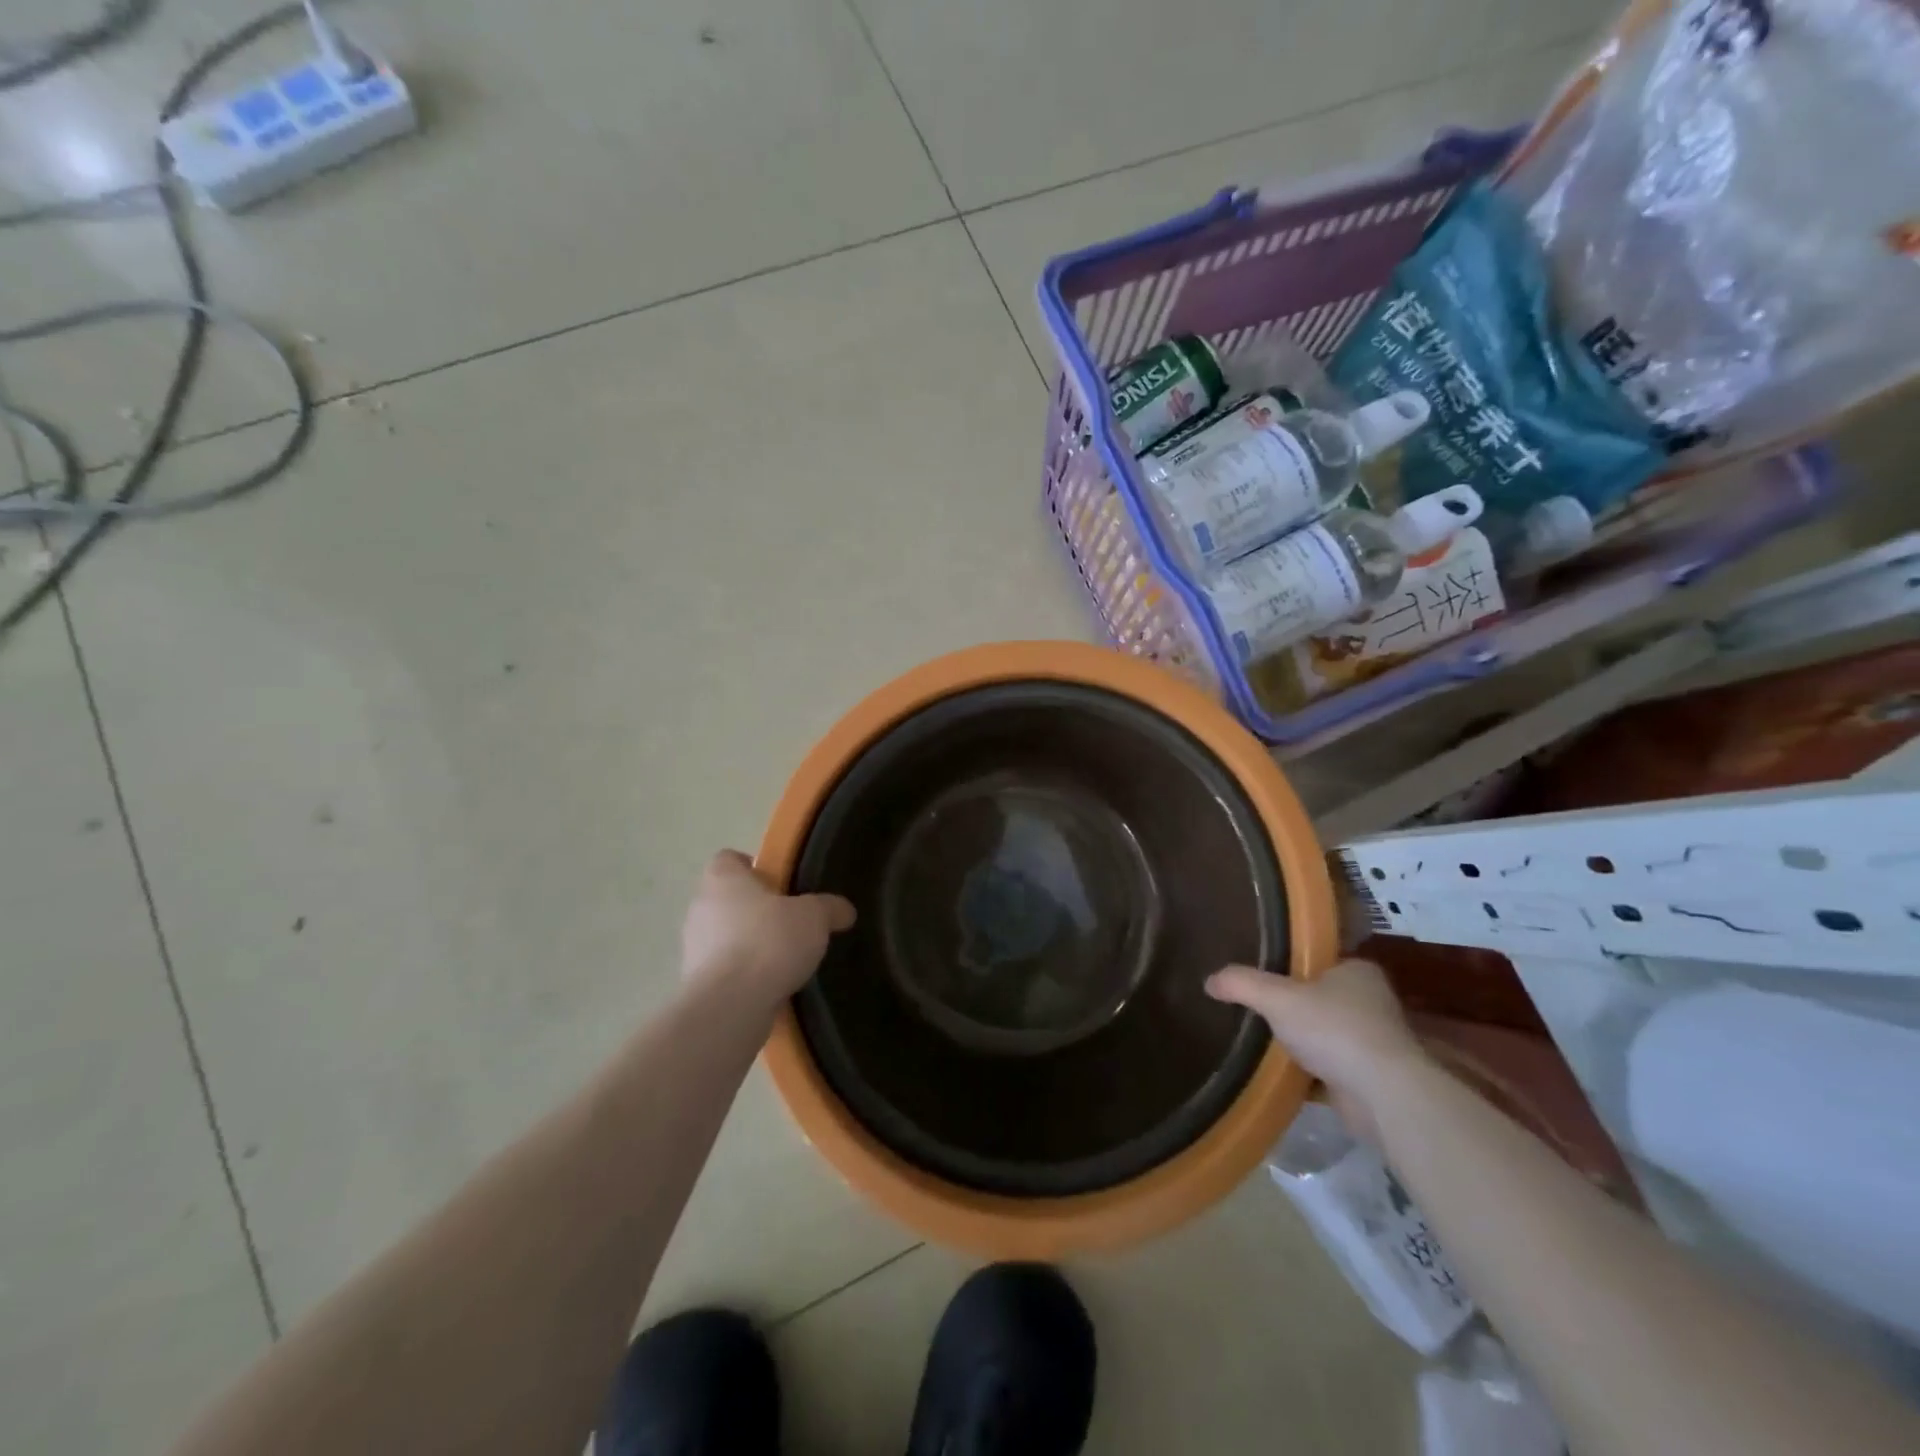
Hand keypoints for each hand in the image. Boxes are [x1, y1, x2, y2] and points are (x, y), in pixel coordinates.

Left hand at [680, 850, 855, 1007]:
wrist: (730, 1005)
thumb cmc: (769, 942)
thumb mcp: (814, 917)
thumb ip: (829, 908)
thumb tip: (844, 910)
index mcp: (723, 879)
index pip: (728, 859)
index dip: (753, 867)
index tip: (779, 883)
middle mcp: (700, 908)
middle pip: (727, 899)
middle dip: (755, 910)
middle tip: (789, 921)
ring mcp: (692, 948)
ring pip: (724, 937)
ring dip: (748, 945)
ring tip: (783, 959)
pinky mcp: (695, 984)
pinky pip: (724, 971)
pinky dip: (743, 976)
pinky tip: (770, 986)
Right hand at [1205, 958, 1424, 1143]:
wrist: (1383, 1095)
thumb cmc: (1334, 1030)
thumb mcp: (1276, 998)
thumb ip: (1242, 984)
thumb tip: (1209, 980)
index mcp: (1357, 971)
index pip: (1318, 961)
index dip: (1290, 966)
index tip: (1263, 975)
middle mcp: (1371, 1001)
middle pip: (1321, 998)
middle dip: (1294, 1007)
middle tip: (1257, 1009)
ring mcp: (1376, 1042)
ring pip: (1326, 1034)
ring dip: (1303, 1041)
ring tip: (1263, 1040)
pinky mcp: (1373, 1077)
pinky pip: (1331, 1066)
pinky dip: (1311, 1070)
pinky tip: (1283, 1073)